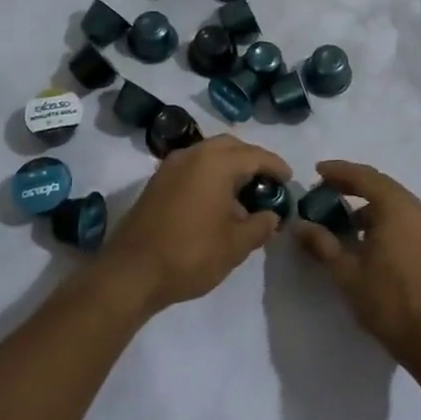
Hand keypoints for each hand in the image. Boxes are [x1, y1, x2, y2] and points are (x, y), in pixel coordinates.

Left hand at [98, 134, 291, 315]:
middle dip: (252, 160)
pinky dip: (210, 174)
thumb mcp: (235, 245)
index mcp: (215, 163)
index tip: (289, 179)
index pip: (255, 155)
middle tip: (268, 181)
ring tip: (244, 193)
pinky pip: (193, 166)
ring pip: (209, 154)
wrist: (131, 273)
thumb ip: (260, 226)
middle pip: (230, 146)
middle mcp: (192, 155)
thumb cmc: (189, 255)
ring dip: (230, 166)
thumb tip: (271, 216)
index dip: (276, 166)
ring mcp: (170, 166)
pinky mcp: (157, 182)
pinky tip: (217, 201)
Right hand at [293, 160, 420, 372]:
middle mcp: (418, 210)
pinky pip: (406, 218)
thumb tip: (299, 225)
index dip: (339, 171)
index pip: (365, 177)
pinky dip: (384, 218)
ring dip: (369, 204)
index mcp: (398, 208)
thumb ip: (322, 243)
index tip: (317, 171)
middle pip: (382, 185)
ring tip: (343, 219)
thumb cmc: (389, 301)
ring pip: (395, 203)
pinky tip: (367, 238)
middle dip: (353, 185)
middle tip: (325, 191)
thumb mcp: (347, 272)